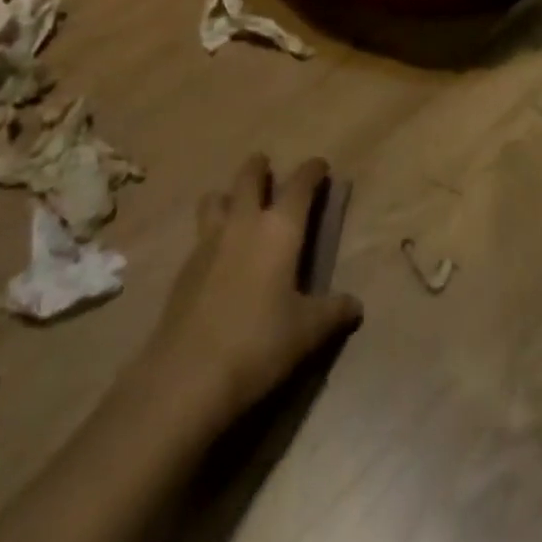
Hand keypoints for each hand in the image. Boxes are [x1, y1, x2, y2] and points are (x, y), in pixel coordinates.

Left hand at [136, 155, 362, 431]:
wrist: (188, 375)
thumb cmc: (259, 344)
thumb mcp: (307, 332)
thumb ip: (333, 312)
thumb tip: (356, 304)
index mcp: (280, 229)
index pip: (300, 184)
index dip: (312, 170)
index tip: (320, 166)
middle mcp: (244, 223)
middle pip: (249, 177)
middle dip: (259, 167)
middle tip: (267, 168)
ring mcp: (209, 241)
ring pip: (215, 198)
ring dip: (228, 195)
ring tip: (236, 206)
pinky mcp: (185, 267)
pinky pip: (200, 234)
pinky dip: (211, 232)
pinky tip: (218, 256)